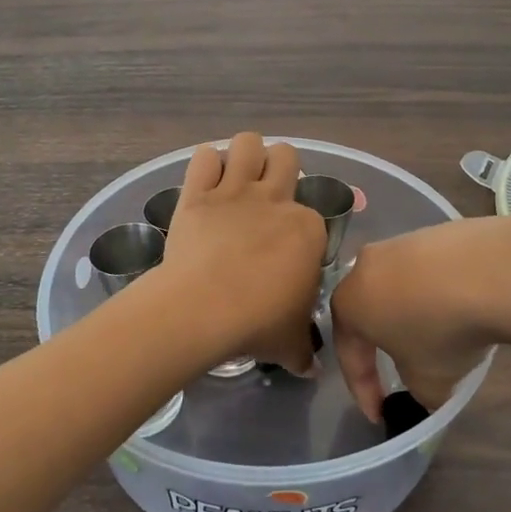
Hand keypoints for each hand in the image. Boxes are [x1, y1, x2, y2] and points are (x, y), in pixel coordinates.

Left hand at [157, 132, 327, 372]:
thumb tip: (312, 369)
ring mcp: (235, 192)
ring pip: (248, 142)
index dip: (300, 232)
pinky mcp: (198, 193)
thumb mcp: (290, 344)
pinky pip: (202, 157)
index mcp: (308, 230)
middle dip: (278, 169)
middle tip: (266, 196)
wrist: (203, 309)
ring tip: (236, 177)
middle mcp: (276, 201)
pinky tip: (204, 181)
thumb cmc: (257, 324)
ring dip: (244, 154)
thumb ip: (303, 351)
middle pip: (286, 157)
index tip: (286, 255)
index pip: (312, 217)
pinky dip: (204, 164)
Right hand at [331, 218, 510, 419]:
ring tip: (438, 336)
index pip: (348, 353)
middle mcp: (363, 267)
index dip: (362, 389)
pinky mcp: (433, 231)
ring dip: (411, 314)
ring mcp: (399, 243)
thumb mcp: (428, 380)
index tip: (378, 413)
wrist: (489, 271)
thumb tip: (424, 387)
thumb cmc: (442, 331)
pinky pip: (426, 270)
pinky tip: (460, 306)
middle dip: (381, 344)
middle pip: (368, 312)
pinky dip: (436, 291)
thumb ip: (416, 390)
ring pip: (396, 287)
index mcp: (349, 304)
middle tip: (399, 368)